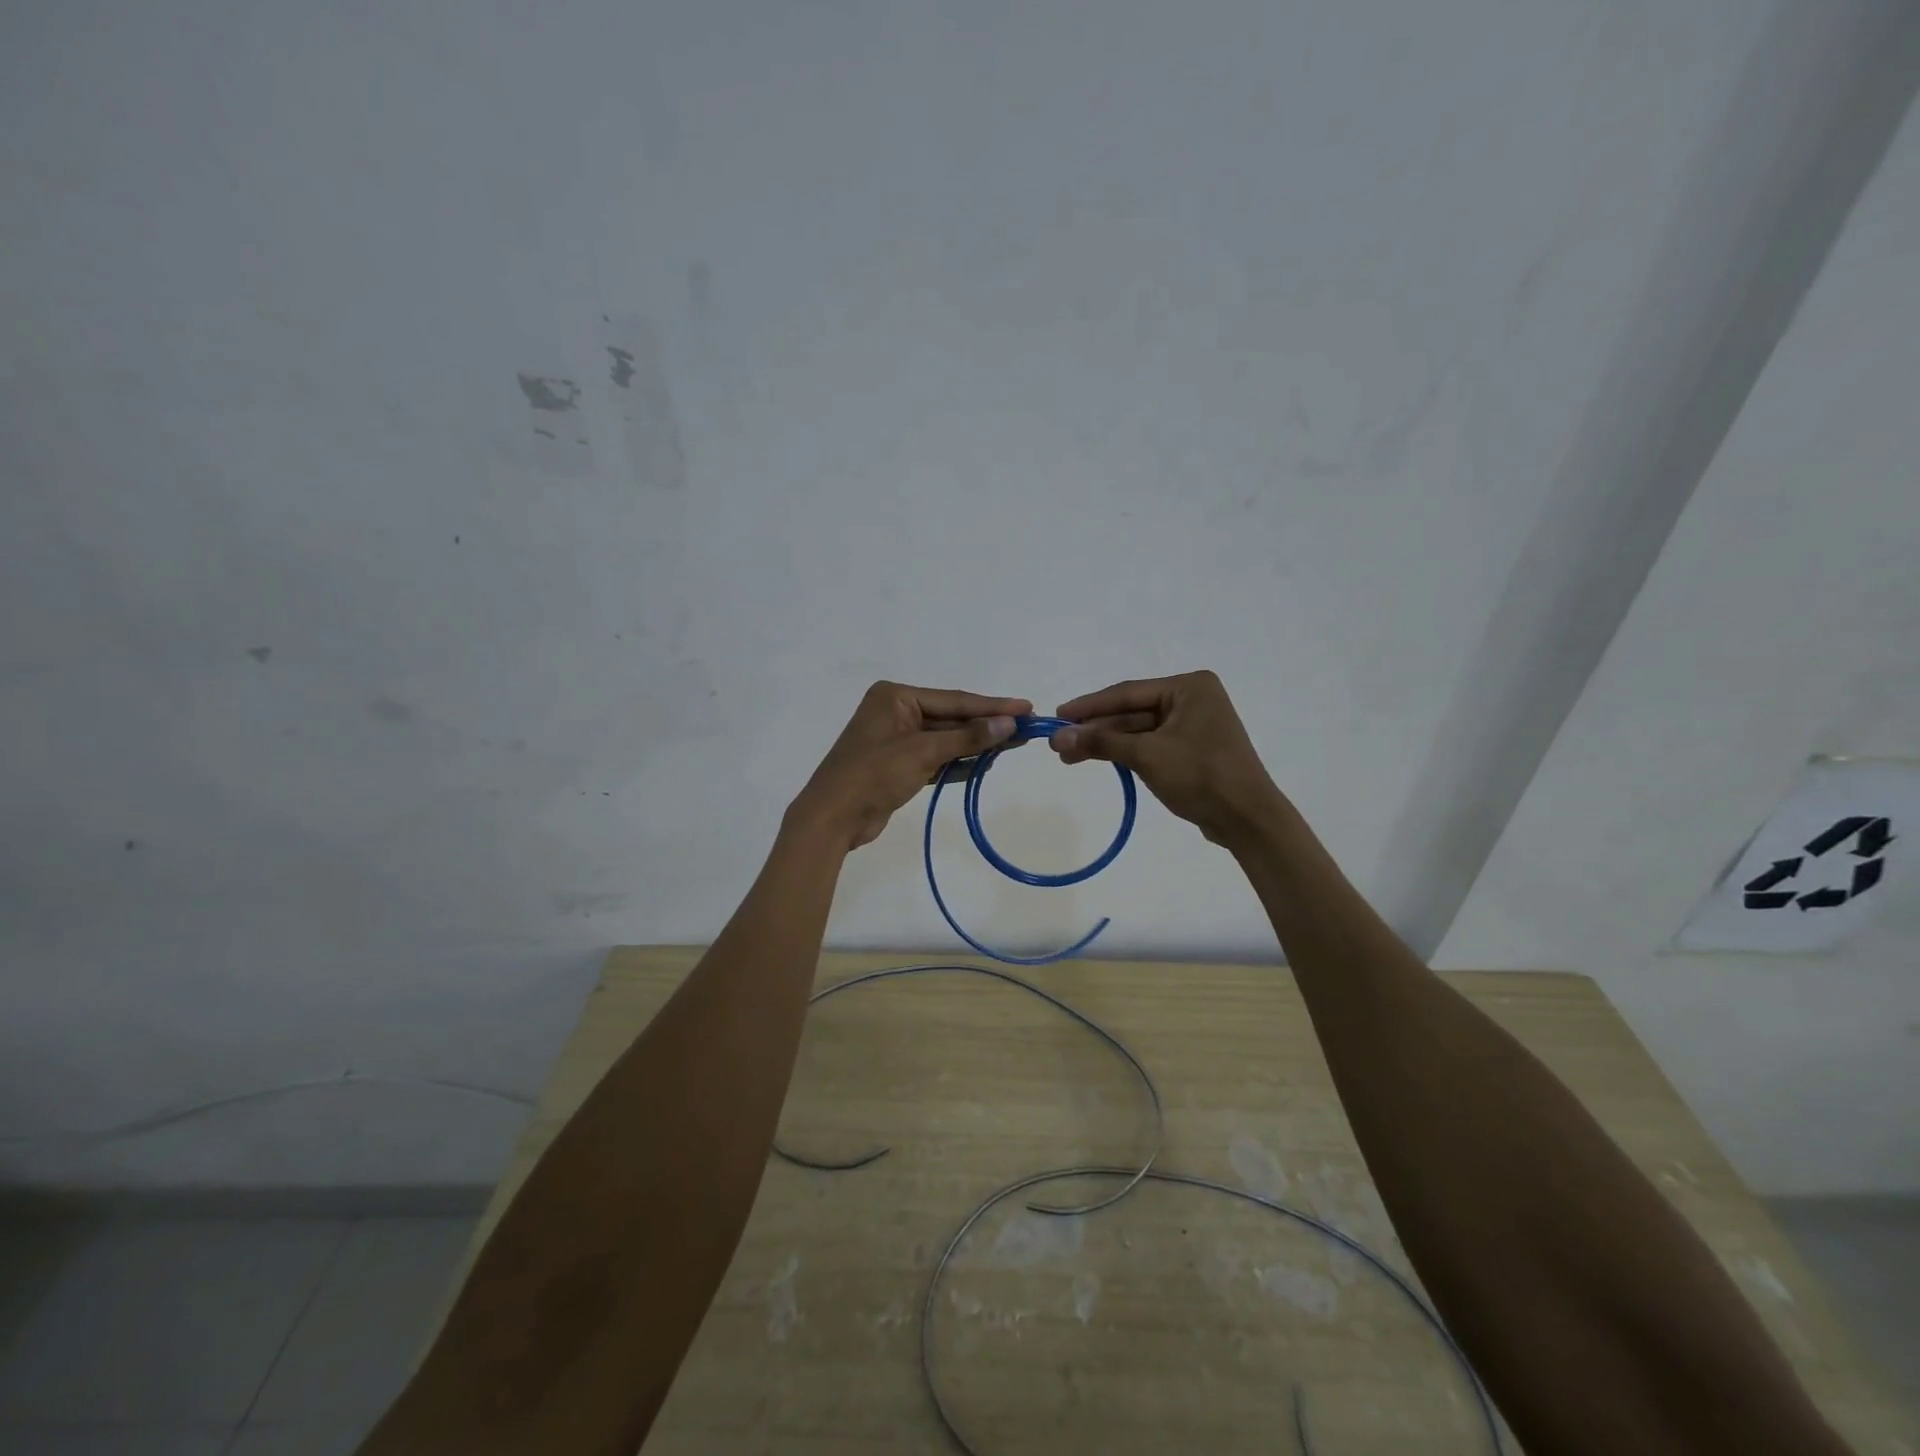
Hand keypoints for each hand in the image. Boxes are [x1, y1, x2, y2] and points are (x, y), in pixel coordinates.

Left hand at [787, 681, 1030, 850]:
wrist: (832, 819)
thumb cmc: (873, 775)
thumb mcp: (923, 752)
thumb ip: (967, 737)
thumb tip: (1008, 724)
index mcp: (895, 697)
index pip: (954, 700)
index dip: (992, 706)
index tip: (1026, 708)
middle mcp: (896, 712)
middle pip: (951, 718)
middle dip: (986, 726)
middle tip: (1027, 729)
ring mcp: (896, 740)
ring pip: (945, 739)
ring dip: (975, 744)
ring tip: (1013, 745)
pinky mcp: (898, 765)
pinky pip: (936, 758)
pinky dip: (958, 762)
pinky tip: (986, 763)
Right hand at [1050, 671, 1286, 845]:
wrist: (1247, 819)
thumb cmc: (1201, 775)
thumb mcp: (1147, 755)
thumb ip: (1102, 742)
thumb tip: (1059, 736)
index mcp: (1189, 687)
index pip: (1128, 692)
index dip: (1089, 706)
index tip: (1058, 715)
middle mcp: (1191, 699)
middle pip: (1131, 711)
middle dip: (1095, 729)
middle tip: (1058, 743)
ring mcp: (1192, 726)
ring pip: (1137, 730)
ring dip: (1105, 743)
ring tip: (1069, 757)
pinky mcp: (1190, 750)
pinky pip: (1149, 745)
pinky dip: (1124, 753)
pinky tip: (1097, 759)